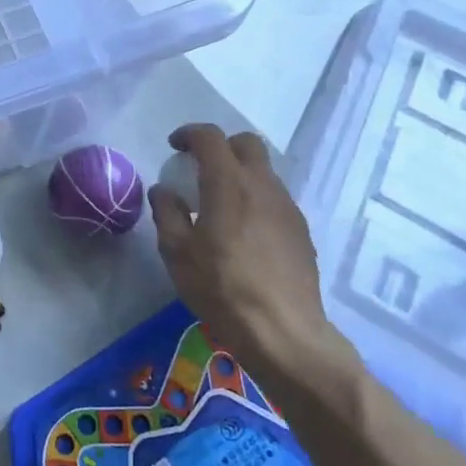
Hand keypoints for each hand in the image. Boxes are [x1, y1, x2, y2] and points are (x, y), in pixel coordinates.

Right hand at [149, 126, 341, 380]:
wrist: (283, 332)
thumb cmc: (221, 287)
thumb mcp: (176, 252)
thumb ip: (167, 213)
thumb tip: (164, 191)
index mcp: (228, 183)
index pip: (210, 137)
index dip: (189, 134)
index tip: (174, 147)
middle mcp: (263, 185)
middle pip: (246, 144)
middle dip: (221, 146)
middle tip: (200, 168)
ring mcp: (287, 207)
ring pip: (264, 171)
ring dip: (240, 174)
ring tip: (220, 203)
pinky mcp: (301, 231)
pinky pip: (275, 198)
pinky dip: (256, 199)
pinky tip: (243, 231)